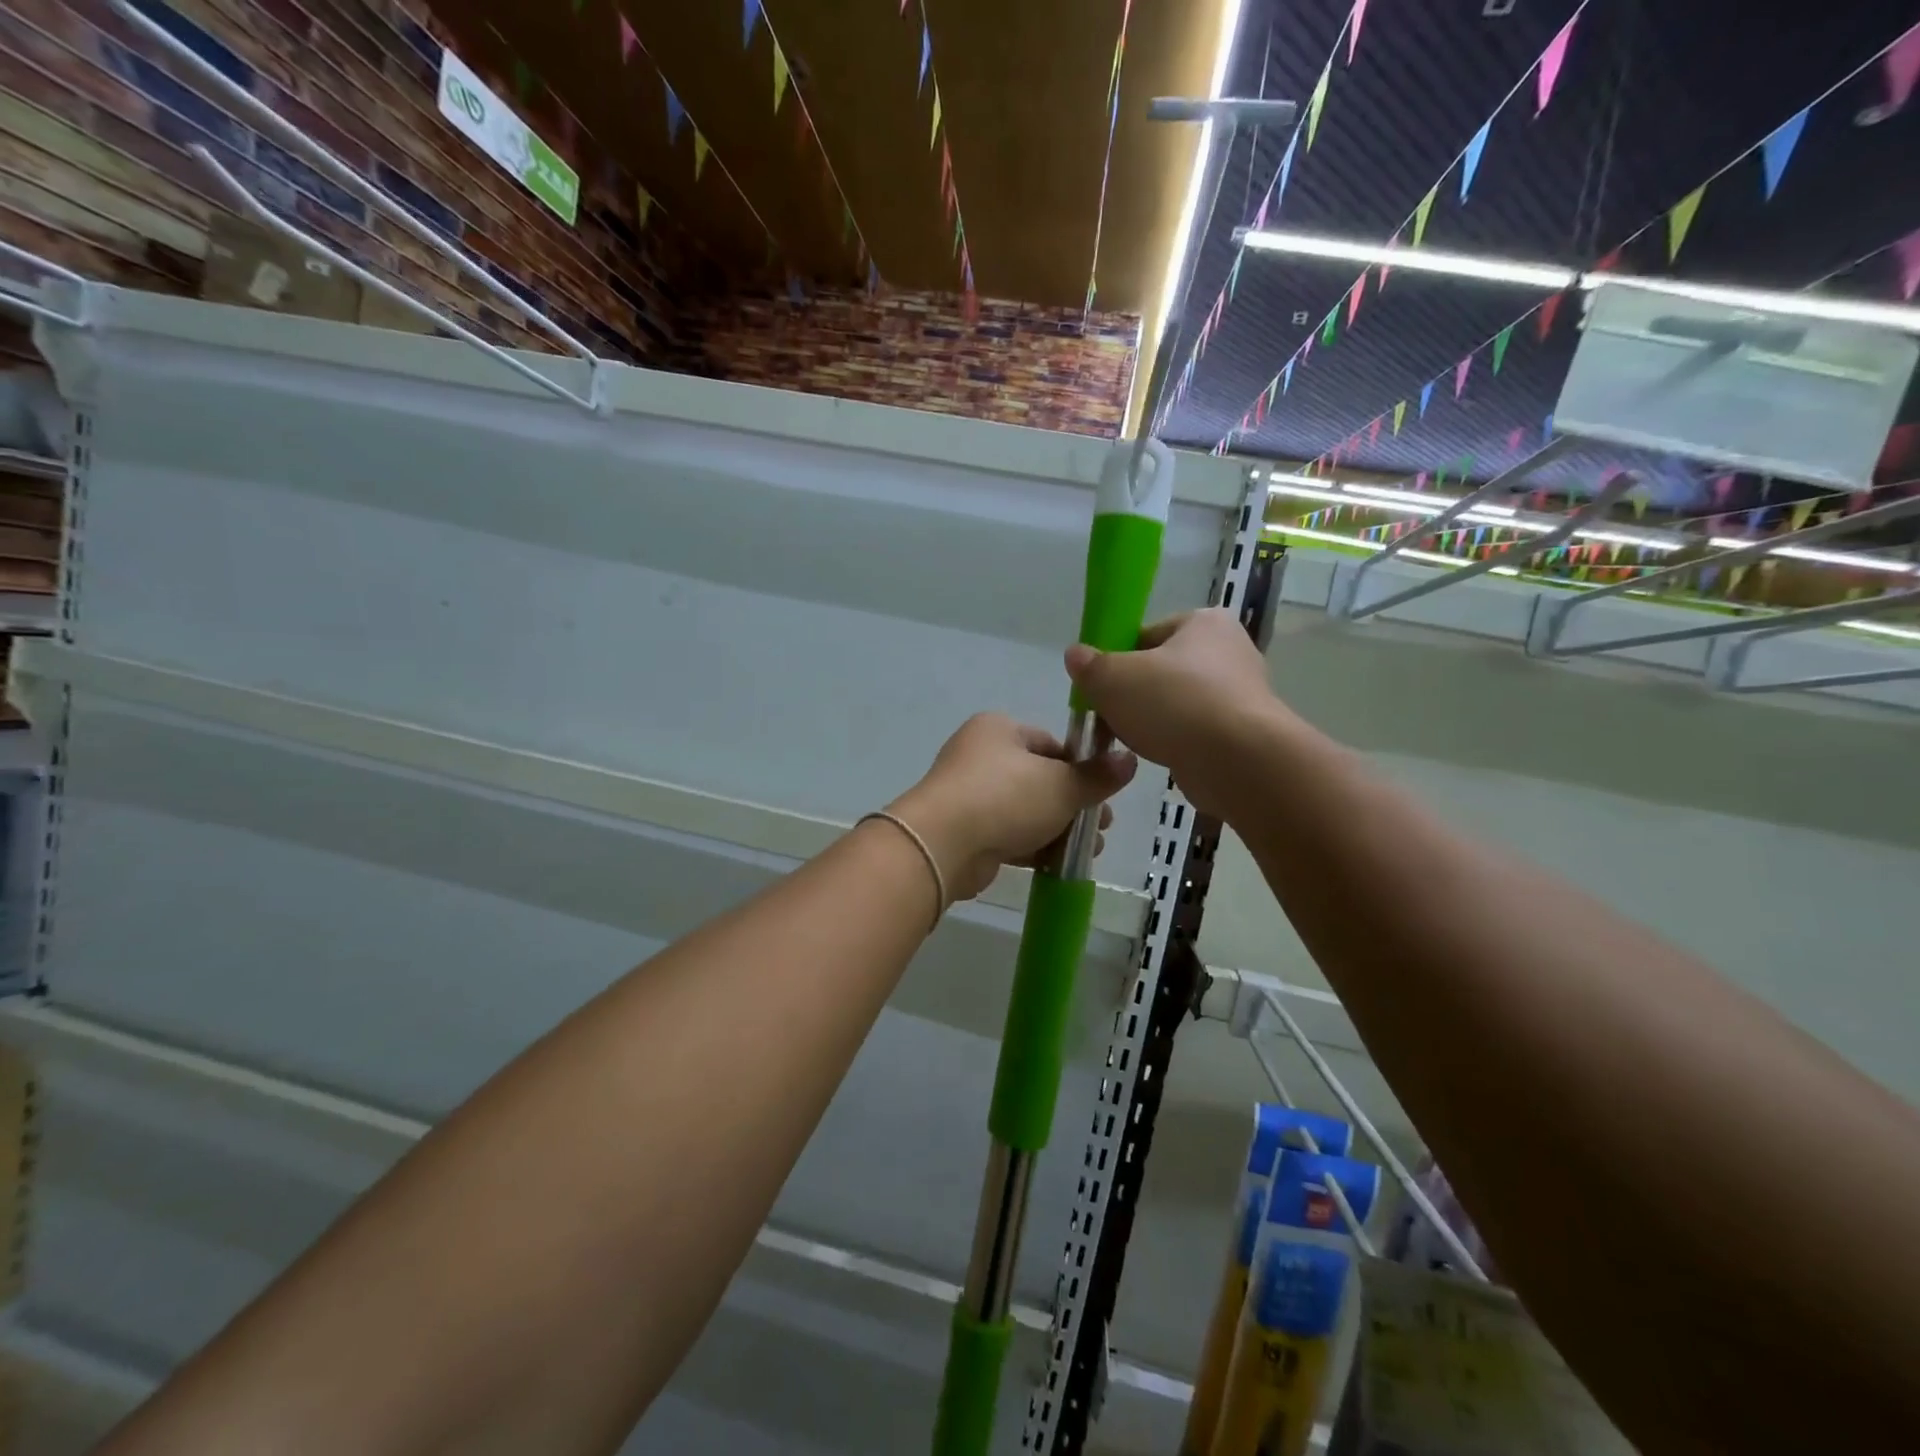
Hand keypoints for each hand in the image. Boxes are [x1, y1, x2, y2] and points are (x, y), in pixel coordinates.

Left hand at [889, 714, 1136, 901]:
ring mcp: (968, 794)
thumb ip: (1097, 776)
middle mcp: (980, 755)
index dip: (1081, 768)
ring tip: (1090, 851)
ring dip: (1058, 829)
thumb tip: (1130, 761)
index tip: (1104, 793)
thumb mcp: (1062, 785)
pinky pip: (1007, 833)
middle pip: (1040, 779)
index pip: (1051, 744)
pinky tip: (1059, 863)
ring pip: (1025, 809)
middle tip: (1103, 827)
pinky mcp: (964, 829)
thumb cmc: (1006, 798)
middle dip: (1074, 805)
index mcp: (1000, 729)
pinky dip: (1033, 846)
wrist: (942, 844)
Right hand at [1064, 609, 1283, 819]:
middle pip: (1163, 670)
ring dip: (1154, 721)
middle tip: (1111, 715)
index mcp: (1205, 622)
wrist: (1238, 761)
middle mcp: (1230, 651)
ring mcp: (1243, 694)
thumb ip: (1090, 666)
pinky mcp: (1245, 733)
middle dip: (1135, 694)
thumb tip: (1075, 655)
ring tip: (1133, 740)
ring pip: (1178, 704)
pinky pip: (1197, 732)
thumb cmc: (1174, 704)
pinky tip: (1161, 756)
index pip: (1148, 634)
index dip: (1118, 659)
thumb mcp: (1113, 678)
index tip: (1101, 685)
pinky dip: (1177, 742)